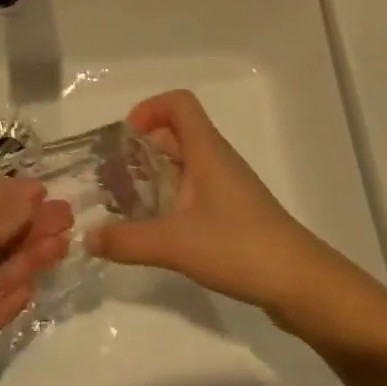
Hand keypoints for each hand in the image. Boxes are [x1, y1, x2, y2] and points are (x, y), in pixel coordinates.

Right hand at [85, 90, 351, 319]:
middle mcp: (216, 159)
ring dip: (156, 174)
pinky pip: (195, 189)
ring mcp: (227, 186)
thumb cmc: (238, 246)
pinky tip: (158, 229)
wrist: (300, 282)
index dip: (149, 109)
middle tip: (115, 176)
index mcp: (206, 149)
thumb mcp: (175, 243)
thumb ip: (127, 239)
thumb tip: (86, 237)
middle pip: (176, 132)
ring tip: (128, 204)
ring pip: (185, 162)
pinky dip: (172, 198)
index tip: (125, 140)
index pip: (178, 103)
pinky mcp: (234, 213)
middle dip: (143, 147)